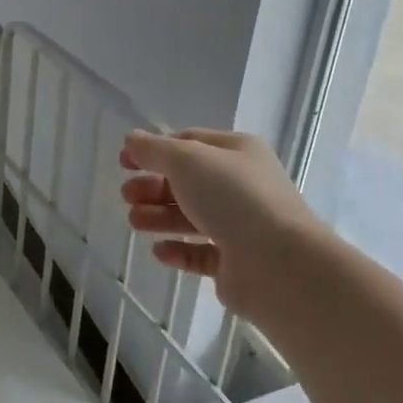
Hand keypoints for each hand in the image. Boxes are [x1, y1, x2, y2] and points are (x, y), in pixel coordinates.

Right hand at [120, 130, 323, 321]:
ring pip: (192, 217)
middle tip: (126, 196)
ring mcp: (241, 226)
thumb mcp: (188, 161)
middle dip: (154, 187)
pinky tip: (159, 252)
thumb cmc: (233, 198)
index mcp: (238, 152)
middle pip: (188, 182)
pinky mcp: (236, 263)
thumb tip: (132, 139)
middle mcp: (242, 186)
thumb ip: (155, 150)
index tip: (124, 162)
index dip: (155, 150)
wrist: (278, 263)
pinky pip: (201, 253)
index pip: (190, 143)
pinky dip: (179, 250)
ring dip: (160, 217)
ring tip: (134, 222)